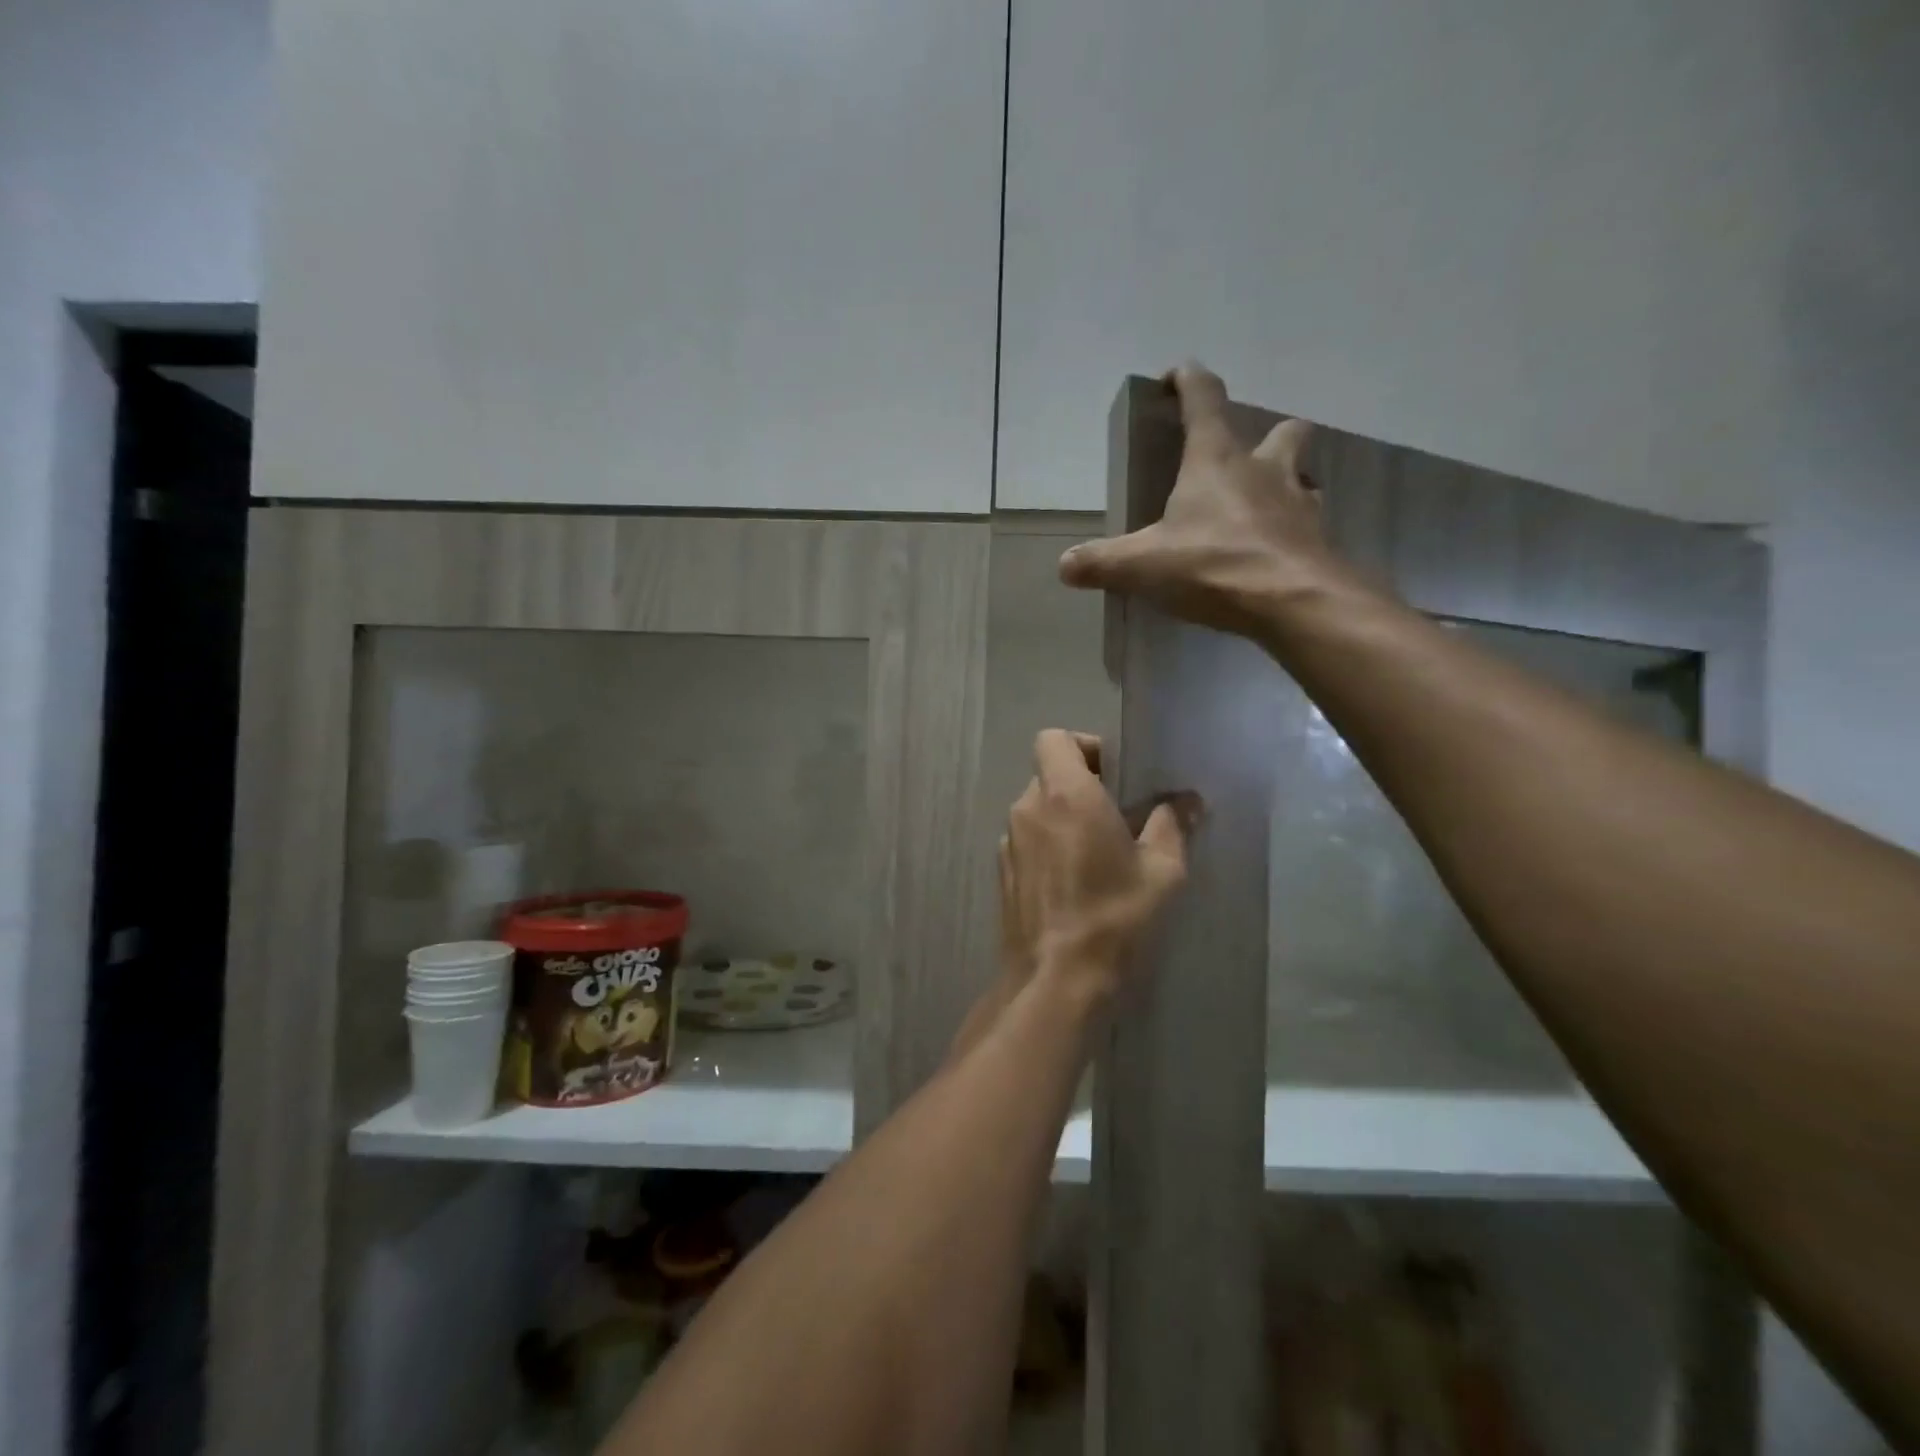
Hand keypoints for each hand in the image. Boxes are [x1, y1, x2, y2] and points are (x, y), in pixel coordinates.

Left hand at [1001, 730, 1196, 1004]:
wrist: (1055, 979)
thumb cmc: (1113, 917)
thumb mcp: (1161, 872)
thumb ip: (1172, 825)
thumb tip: (1187, 800)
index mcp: (1066, 794)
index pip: (1054, 738)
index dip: (1084, 746)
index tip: (1113, 772)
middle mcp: (1028, 808)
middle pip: (1048, 773)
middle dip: (1081, 784)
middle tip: (1117, 814)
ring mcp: (1009, 840)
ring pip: (1037, 807)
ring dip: (1064, 816)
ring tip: (1098, 850)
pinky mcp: (1002, 871)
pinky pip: (1027, 839)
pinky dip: (1047, 843)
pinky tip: (1073, 879)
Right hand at [1059, 362, 1355, 637]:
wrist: (1295, 602)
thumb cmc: (1215, 565)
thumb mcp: (1144, 566)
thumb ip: (1102, 562)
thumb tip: (1064, 565)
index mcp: (1216, 461)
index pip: (1204, 399)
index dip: (1188, 380)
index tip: (1176, 374)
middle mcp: (1265, 470)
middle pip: (1281, 430)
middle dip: (1265, 435)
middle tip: (1242, 460)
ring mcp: (1300, 503)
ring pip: (1303, 476)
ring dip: (1285, 483)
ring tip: (1260, 510)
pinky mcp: (1318, 539)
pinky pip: (1308, 523)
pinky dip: (1292, 530)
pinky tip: (1274, 552)